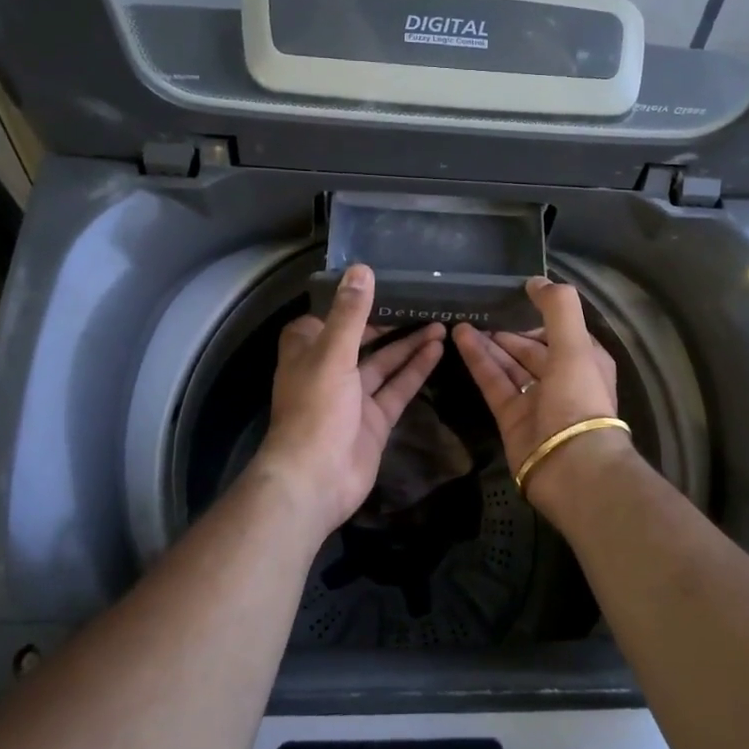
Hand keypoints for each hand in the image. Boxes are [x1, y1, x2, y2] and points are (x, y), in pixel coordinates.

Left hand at [249, 264, 445, 541]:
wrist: (315, 480)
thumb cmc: (316, 409)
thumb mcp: (333, 354)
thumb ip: (350, 313)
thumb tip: (361, 269)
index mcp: (308, 350)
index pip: (330, 316)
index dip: (353, 300)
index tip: (381, 282)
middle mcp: (330, 369)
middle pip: (363, 338)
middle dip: (390, 322)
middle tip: (422, 301)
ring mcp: (353, 396)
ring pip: (385, 363)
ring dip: (409, 344)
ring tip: (440, 322)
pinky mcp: (374, 419)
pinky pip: (398, 388)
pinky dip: (416, 370)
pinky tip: (438, 350)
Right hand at [452, 277, 634, 518]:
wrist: (571, 466)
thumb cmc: (578, 398)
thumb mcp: (575, 345)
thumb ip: (558, 308)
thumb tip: (536, 280)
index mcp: (585, 361)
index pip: (560, 332)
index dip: (539, 315)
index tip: (513, 298)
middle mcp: (562, 380)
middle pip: (531, 349)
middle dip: (508, 331)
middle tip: (480, 310)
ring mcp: (536, 401)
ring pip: (509, 365)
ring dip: (489, 343)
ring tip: (462, 319)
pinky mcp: (512, 419)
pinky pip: (494, 383)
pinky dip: (479, 361)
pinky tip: (460, 338)